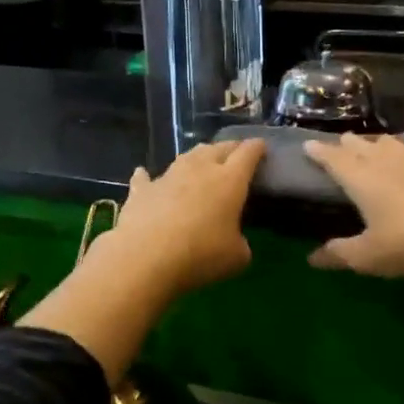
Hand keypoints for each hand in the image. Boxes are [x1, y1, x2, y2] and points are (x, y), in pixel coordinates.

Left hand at [96, 139, 266, 297]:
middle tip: (236, 154)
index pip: (248, 154)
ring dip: (198, 156)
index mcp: (229, 181)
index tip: (262, 146)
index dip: (257, 148)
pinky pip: (146, 177)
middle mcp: (200, 170)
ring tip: (202, 160)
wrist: (146, 257)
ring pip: (187, 156)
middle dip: (230, 148)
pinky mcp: (141, 190)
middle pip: (218, 148)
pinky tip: (143, 173)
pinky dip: (149, 176)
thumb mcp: (237, 257)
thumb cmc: (201, 254)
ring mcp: (168, 177)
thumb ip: (240, 243)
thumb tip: (234, 242)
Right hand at [302, 134, 403, 276]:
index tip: (308, 144)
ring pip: (396, 146)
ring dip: (382, 144)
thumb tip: (311, 259)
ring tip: (377, 145)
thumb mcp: (367, 256)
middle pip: (364, 147)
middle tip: (341, 142)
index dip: (321, 152)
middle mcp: (390, 164)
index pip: (335, 159)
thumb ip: (338, 254)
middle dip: (349, 144)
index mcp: (363, 180)